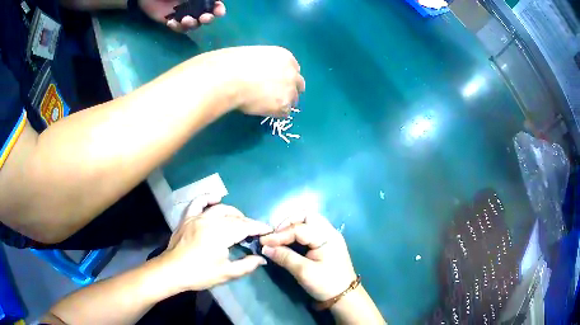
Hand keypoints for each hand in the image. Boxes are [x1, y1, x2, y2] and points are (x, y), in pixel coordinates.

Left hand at [138, 0, 225, 32]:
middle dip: (208, 19)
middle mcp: (193, 6)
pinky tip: (171, 23)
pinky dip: (177, 28)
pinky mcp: (171, 21)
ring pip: (193, 24)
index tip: (219, 11)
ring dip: (192, 24)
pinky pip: (178, 29)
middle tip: (204, 19)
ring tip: (185, 20)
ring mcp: (182, 14)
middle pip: (206, 16)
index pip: (213, 4)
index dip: (218, 8)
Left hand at [159, 199, 271, 291]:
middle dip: (247, 223)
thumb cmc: (200, 274)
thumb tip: (262, 258)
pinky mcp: (187, 218)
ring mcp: (197, 217)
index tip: (268, 230)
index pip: (244, 227)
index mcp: (220, 234)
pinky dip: (208, 198)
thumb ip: (247, 265)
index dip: (258, 228)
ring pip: (220, 209)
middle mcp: (210, 221)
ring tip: (240, 220)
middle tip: (254, 232)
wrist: (172, 271)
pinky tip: (216, 198)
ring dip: (233, 212)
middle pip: (234, 217)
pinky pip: (197, 203)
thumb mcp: (226, 273)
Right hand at [192, 46, 305, 117]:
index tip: (278, 83)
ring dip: (283, 103)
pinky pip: (284, 113)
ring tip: (266, 105)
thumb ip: (264, 64)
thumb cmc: (234, 64)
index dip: (286, 77)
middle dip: (290, 90)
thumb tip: (260, 73)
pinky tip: (262, 110)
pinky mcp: (283, 105)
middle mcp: (292, 72)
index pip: (294, 69)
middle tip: (276, 96)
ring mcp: (289, 89)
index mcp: (285, 57)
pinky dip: (275, 113)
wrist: (228, 78)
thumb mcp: (254, 56)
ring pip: (293, 100)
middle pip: (299, 85)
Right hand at [260, 214, 355, 300]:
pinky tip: (287, 242)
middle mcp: (328, 232)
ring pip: (307, 221)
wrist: (344, 296)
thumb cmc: (326, 284)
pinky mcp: (325, 243)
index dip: (279, 234)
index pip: (299, 229)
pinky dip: (296, 233)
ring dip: (291, 226)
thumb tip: (265, 248)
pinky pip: (309, 231)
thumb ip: (285, 257)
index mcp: (327, 237)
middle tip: (274, 235)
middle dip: (287, 223)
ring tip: (278, 238)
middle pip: (306, 216)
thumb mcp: (304, 272)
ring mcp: (328, 236)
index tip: (263, 242)